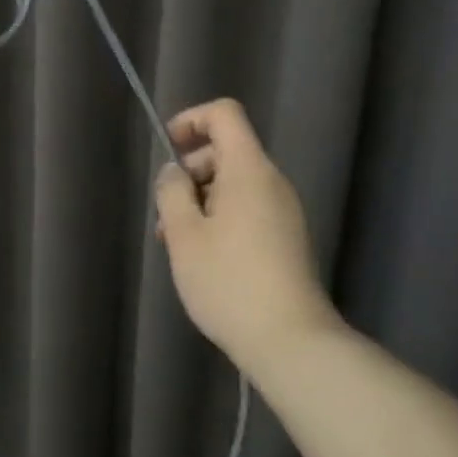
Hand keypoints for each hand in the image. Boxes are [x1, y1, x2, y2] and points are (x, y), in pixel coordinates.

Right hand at [153, 99, 334, 371]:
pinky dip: (221, 218)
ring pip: (234, 185)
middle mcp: (272, 182)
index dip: (191, 120)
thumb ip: (172, 192)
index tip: (167, 150)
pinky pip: (249, 209)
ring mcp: (284, 211)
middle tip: (166, 214)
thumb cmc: (230, 281)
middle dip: (190, 172)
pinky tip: (204, 258)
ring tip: (177, 243)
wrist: (291, 342)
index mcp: (249, 169)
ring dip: (201, 201)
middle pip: (226, 151)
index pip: (224, 114)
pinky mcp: (288, 239)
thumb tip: (174, 172)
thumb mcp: (184, 235)